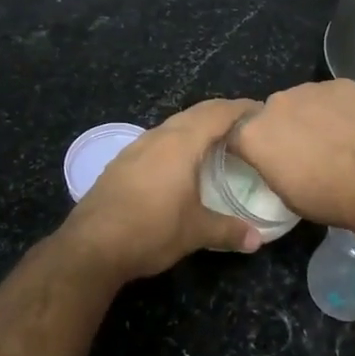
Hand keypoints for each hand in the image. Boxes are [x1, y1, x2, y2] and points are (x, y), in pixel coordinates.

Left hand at [61, 98, 262, 280]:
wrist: (91, 246)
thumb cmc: (151, 230)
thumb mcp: (196, 232)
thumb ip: (229, 230)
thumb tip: (257, 240)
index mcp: (181, 143)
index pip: (218, 113)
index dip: (242, 109)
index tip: (262, 112)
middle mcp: (158, 137)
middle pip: (195, 113)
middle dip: (221, 114)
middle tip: (244, 127)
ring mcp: (135, 148)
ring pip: (172, 126)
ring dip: (196, 128)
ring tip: (216, 143)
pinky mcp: (120, 164)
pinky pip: (156, 142)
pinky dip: (175, 144)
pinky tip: (179, 165)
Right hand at [229, 80, 354, 228]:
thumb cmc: (325, 196)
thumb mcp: (285, 193)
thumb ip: (272, 166)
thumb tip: (278, 159)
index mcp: (253, 134)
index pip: (237, 134)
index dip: (250, 145)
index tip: (264, 157)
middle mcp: (275, 103)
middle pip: (273, 113)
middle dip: (284, 127)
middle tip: (305, 149)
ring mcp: (310, 89)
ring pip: (305, 100)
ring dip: (313, 115)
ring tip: (336, 137)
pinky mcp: (342, 84)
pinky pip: (335, 96)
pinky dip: (341, 108)